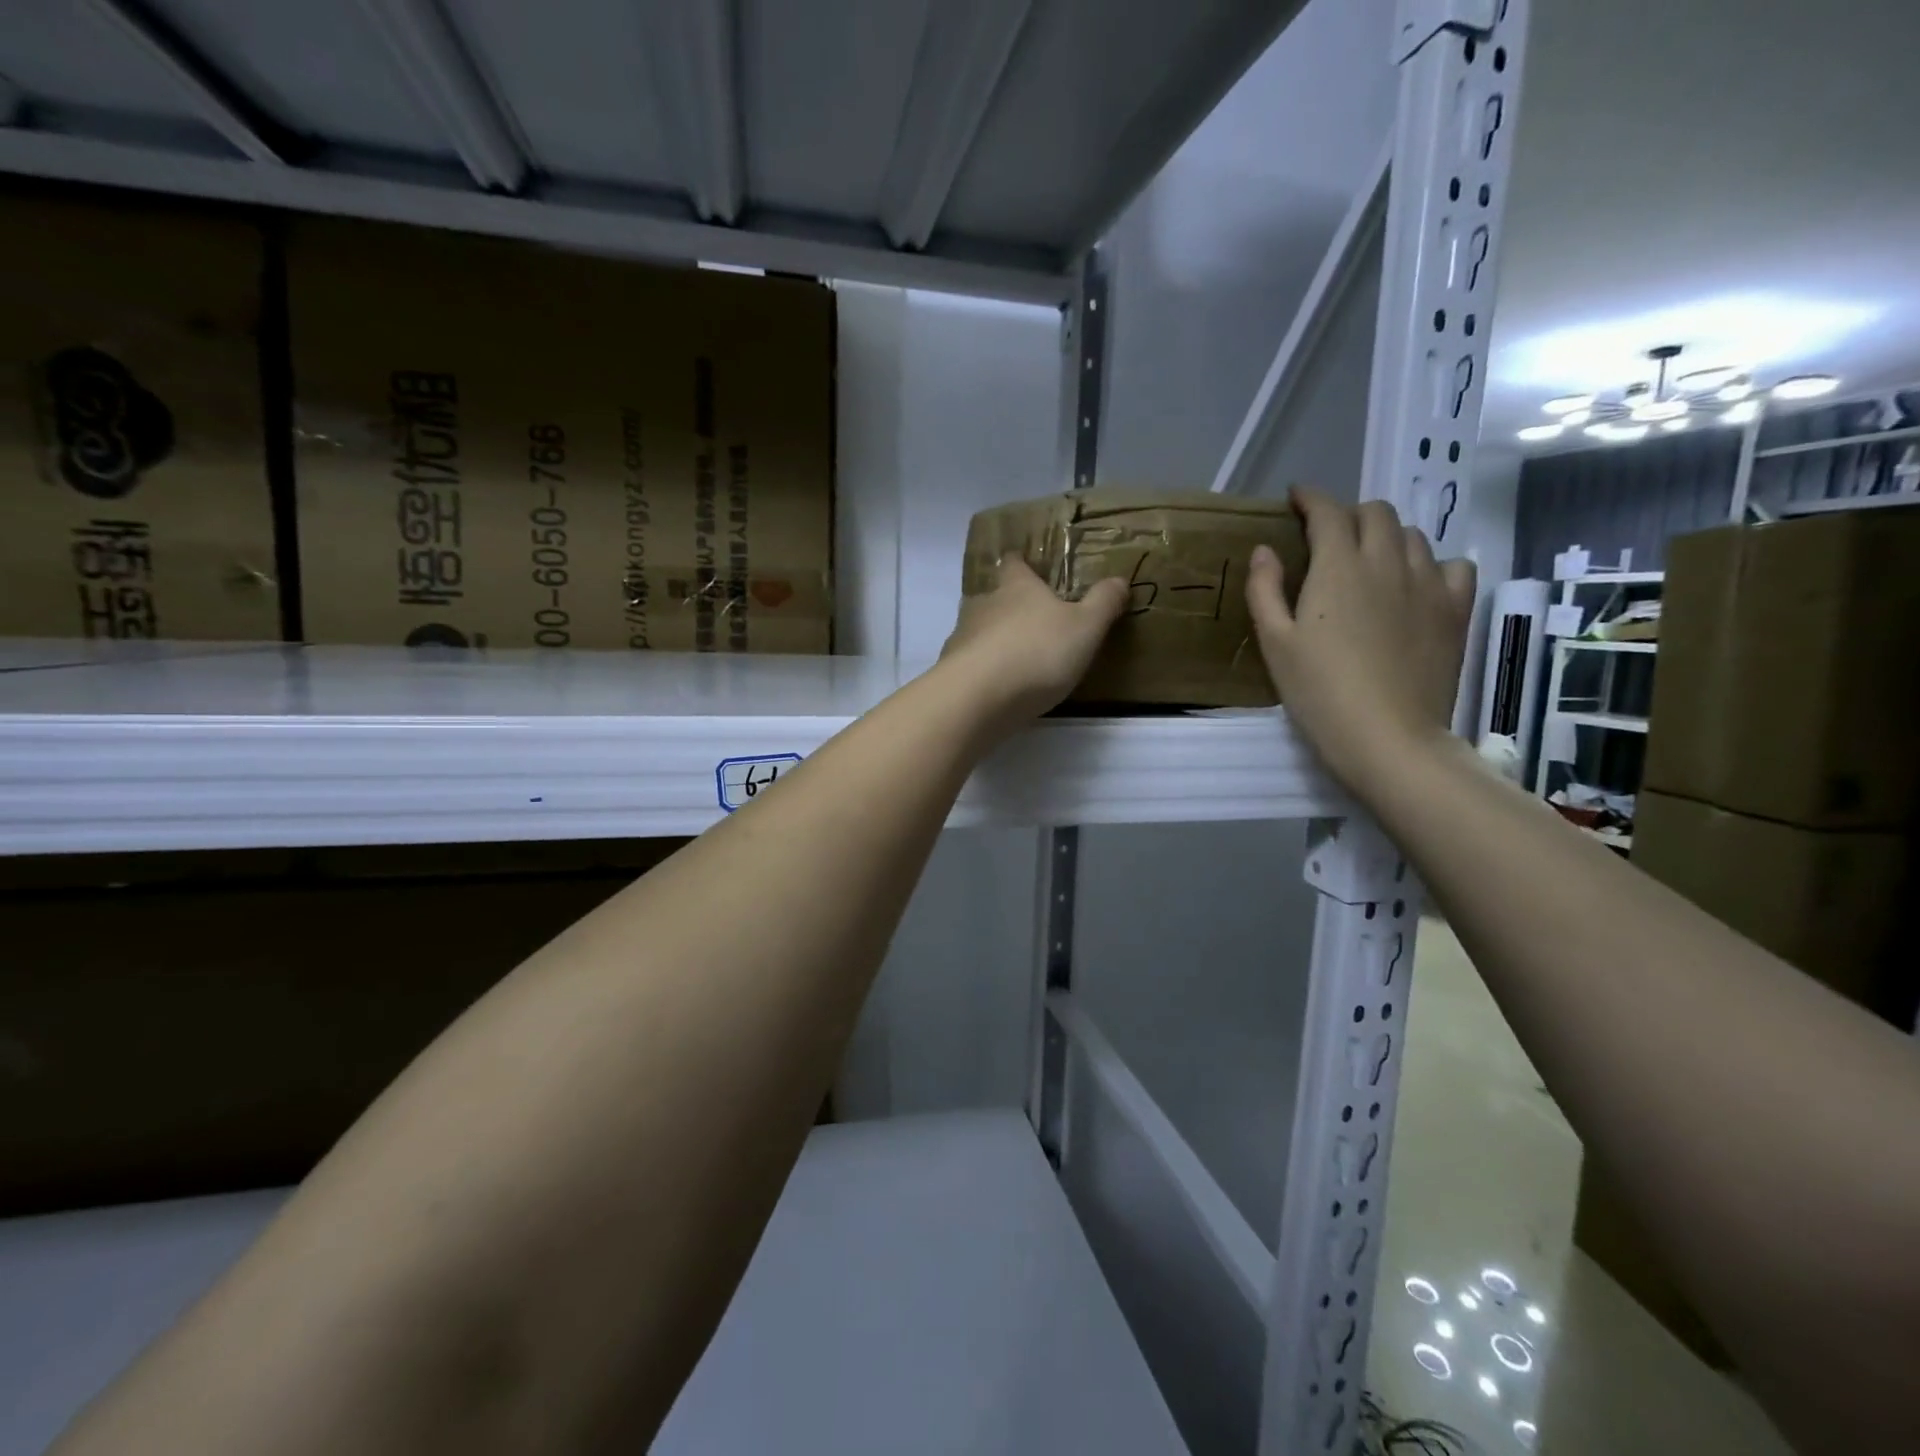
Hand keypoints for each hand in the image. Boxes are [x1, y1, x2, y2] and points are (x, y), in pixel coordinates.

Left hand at [940, 557, 1128, 730]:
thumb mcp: (1086, 627)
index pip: (1015, 563)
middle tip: (1028, 620)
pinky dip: (980, 669)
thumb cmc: (1039, 651)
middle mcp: (984, 604)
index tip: (1026, 563)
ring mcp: (962, 637)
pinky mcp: (951, 670)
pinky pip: (968, 663)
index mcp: (1017, 587)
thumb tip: (1119, 579)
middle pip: (993, 597)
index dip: (1021, 562)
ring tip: (1012, 656)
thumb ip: (1103, 603)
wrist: (980, 696)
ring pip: (977, 630)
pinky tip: (994, 686)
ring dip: (992, 639)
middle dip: (1008, 605)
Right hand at [1246, 488, 1475, 793]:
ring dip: (1387, 536)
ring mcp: (1428, 583)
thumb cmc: (1319, 692)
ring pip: (1413, 535)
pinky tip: (1417, 584)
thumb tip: (1265, 550)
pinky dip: (1431, 563)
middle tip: (1330, 536)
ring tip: (1370, 559)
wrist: (1388, 736)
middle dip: (1349, 514)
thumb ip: (1265, 590)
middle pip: (1376, 513)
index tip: (1296, 497)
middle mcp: (1388, 561)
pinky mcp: (1455, 609)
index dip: (1310, 498)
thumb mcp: (1275, 643)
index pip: (1328, 512)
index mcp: (1338, 567)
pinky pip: (1452, 565)